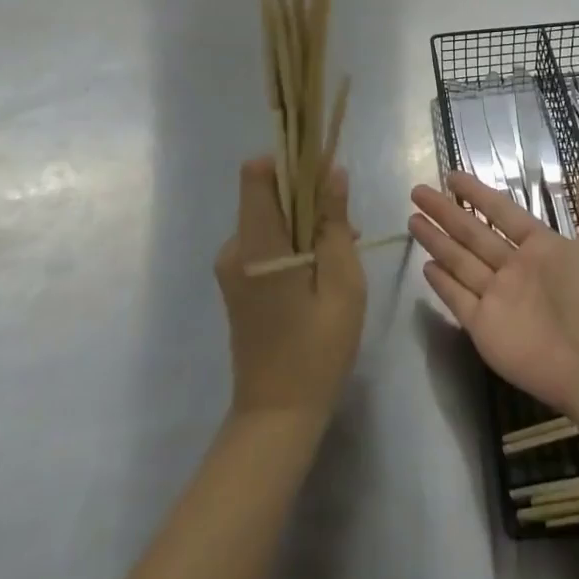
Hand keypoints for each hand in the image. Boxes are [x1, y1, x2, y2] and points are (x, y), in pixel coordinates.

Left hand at [214, 157, 366, 425]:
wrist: (277, 416)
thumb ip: (335, 223)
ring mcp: (232, 266)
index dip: (290, 161)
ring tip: (342, 251)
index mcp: (257, 244)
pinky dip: (294, 242)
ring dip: (305, 221)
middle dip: (308, 194)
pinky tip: (322, 270)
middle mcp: (235, 247)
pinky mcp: (237, 281)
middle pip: (267, 193)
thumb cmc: (317, 349)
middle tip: (346, 224)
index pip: (257, 173)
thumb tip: (333, 172)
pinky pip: (266, 241)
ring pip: (270, 217)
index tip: (324, 173)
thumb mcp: (342, 283)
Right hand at [408, 166, 578, 417]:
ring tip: (412, 219)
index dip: (477, 194)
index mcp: (541, 247)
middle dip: (445, 212)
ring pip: (460, 262)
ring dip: (437, 241)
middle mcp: (515, 270)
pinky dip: (442, 285)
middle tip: (417, 191)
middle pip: (472, 233)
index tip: (451, 176)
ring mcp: (498, 299)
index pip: (500, 212)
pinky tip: (426, 267)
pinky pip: (458, 300)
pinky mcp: (485, 328)